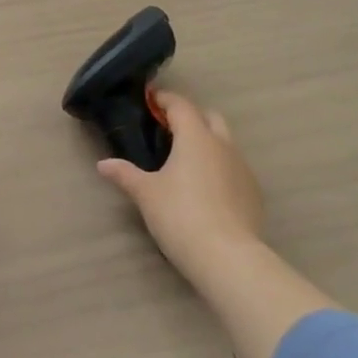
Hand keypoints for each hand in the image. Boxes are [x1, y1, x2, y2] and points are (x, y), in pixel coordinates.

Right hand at [97, 91, 264, 288]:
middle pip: (210, 117)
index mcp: (196, 137)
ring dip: (208, 143)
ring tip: (186, 162)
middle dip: (191, 117)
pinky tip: (206, 189)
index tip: (150, 100)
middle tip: (168, 129)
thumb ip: (125, 174)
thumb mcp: (145, 193)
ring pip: (225, 143)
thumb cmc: (180, 215)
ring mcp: (243, 170)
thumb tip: (104, 164)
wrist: (228, 258)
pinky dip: (219, 168)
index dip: (164, 99)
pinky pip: (235, 169)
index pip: (181, 105)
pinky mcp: (254, 194)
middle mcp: (223, 146)